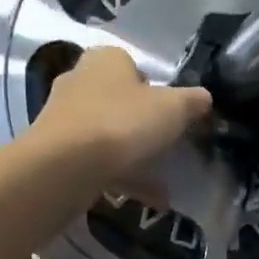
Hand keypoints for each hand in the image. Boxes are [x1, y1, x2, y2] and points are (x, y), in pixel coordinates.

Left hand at [31, 47, 211, 177]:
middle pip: (118, 101)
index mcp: (106, 59)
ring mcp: (63, 116)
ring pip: (107, 134)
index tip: (170, 115)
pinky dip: (120, 177)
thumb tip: (204, 98)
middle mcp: (79, 80)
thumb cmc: (122, 124)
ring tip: (161, 183)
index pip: (133, 66)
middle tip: (165, 147)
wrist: (66, 166)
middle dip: (141, 125)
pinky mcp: (54, 150)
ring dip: (133, 156)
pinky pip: (95, 161)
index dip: (155, 90)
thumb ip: (192, 101)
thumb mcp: (173, 109)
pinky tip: (145, 199)